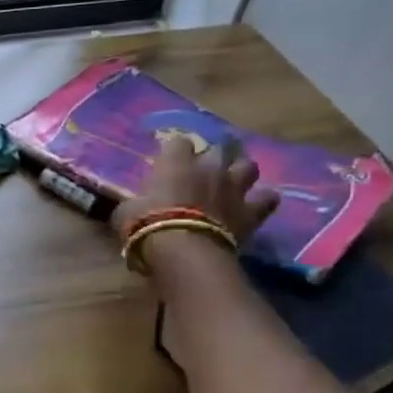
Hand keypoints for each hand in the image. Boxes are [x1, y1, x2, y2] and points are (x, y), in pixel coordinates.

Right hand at [112, 135, 278, 248]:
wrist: (183, 251)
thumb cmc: (146, 226)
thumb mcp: (125, 213)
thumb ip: (131, 204)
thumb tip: (129, 207)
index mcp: (175, 162)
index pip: (178, 142)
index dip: (175, 151)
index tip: (168, 161)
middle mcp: (208, 168)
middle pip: (219, 147)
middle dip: (214, 155)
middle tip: (204, 169)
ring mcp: (233, 188)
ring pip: (248, 166)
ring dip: (241, 172)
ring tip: (234, 181)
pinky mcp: (250, 212)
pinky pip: (267, 200)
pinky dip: (263, 201)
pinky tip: (258, 205)